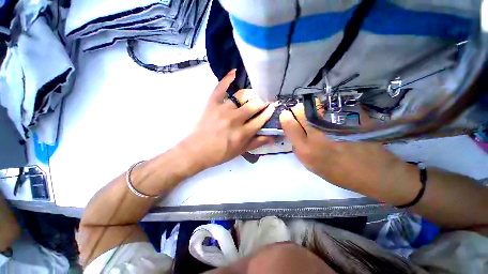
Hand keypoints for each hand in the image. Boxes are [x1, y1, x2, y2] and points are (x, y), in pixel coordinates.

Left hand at [181, 70, 275, 169]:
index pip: (261, 119)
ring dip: (250, 94)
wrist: (197, 151)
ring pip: (241, 96)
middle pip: (254, 105)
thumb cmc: (220, 153)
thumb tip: (274, 137)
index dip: (269, 112)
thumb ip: (257, 142)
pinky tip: (234, 72)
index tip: (273, 106)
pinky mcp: (212, 104)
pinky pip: (220, 88)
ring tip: (253, 95)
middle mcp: (235, 119)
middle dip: (262, 102)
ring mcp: (223, 109)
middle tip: (264, 101)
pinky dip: (227, 79)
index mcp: (243, 133)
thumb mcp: (241, 151)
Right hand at [279, 104, 417, 200]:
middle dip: (298, 110)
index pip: (288, 123)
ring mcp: (335, 124)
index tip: (288, 117)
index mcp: (305, 149)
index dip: (286, 117)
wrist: (375, 173)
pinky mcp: (351, 117)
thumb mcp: (312, 167)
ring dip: (313, 108)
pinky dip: (329, 108)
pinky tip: (334, 116)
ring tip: (320, 116)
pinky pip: (333, 106)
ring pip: (315, 105)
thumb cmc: (341, 174)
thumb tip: (294, 133)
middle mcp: (317, 135)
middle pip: (300, 110)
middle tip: (304, 116)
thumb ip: (299, 149)